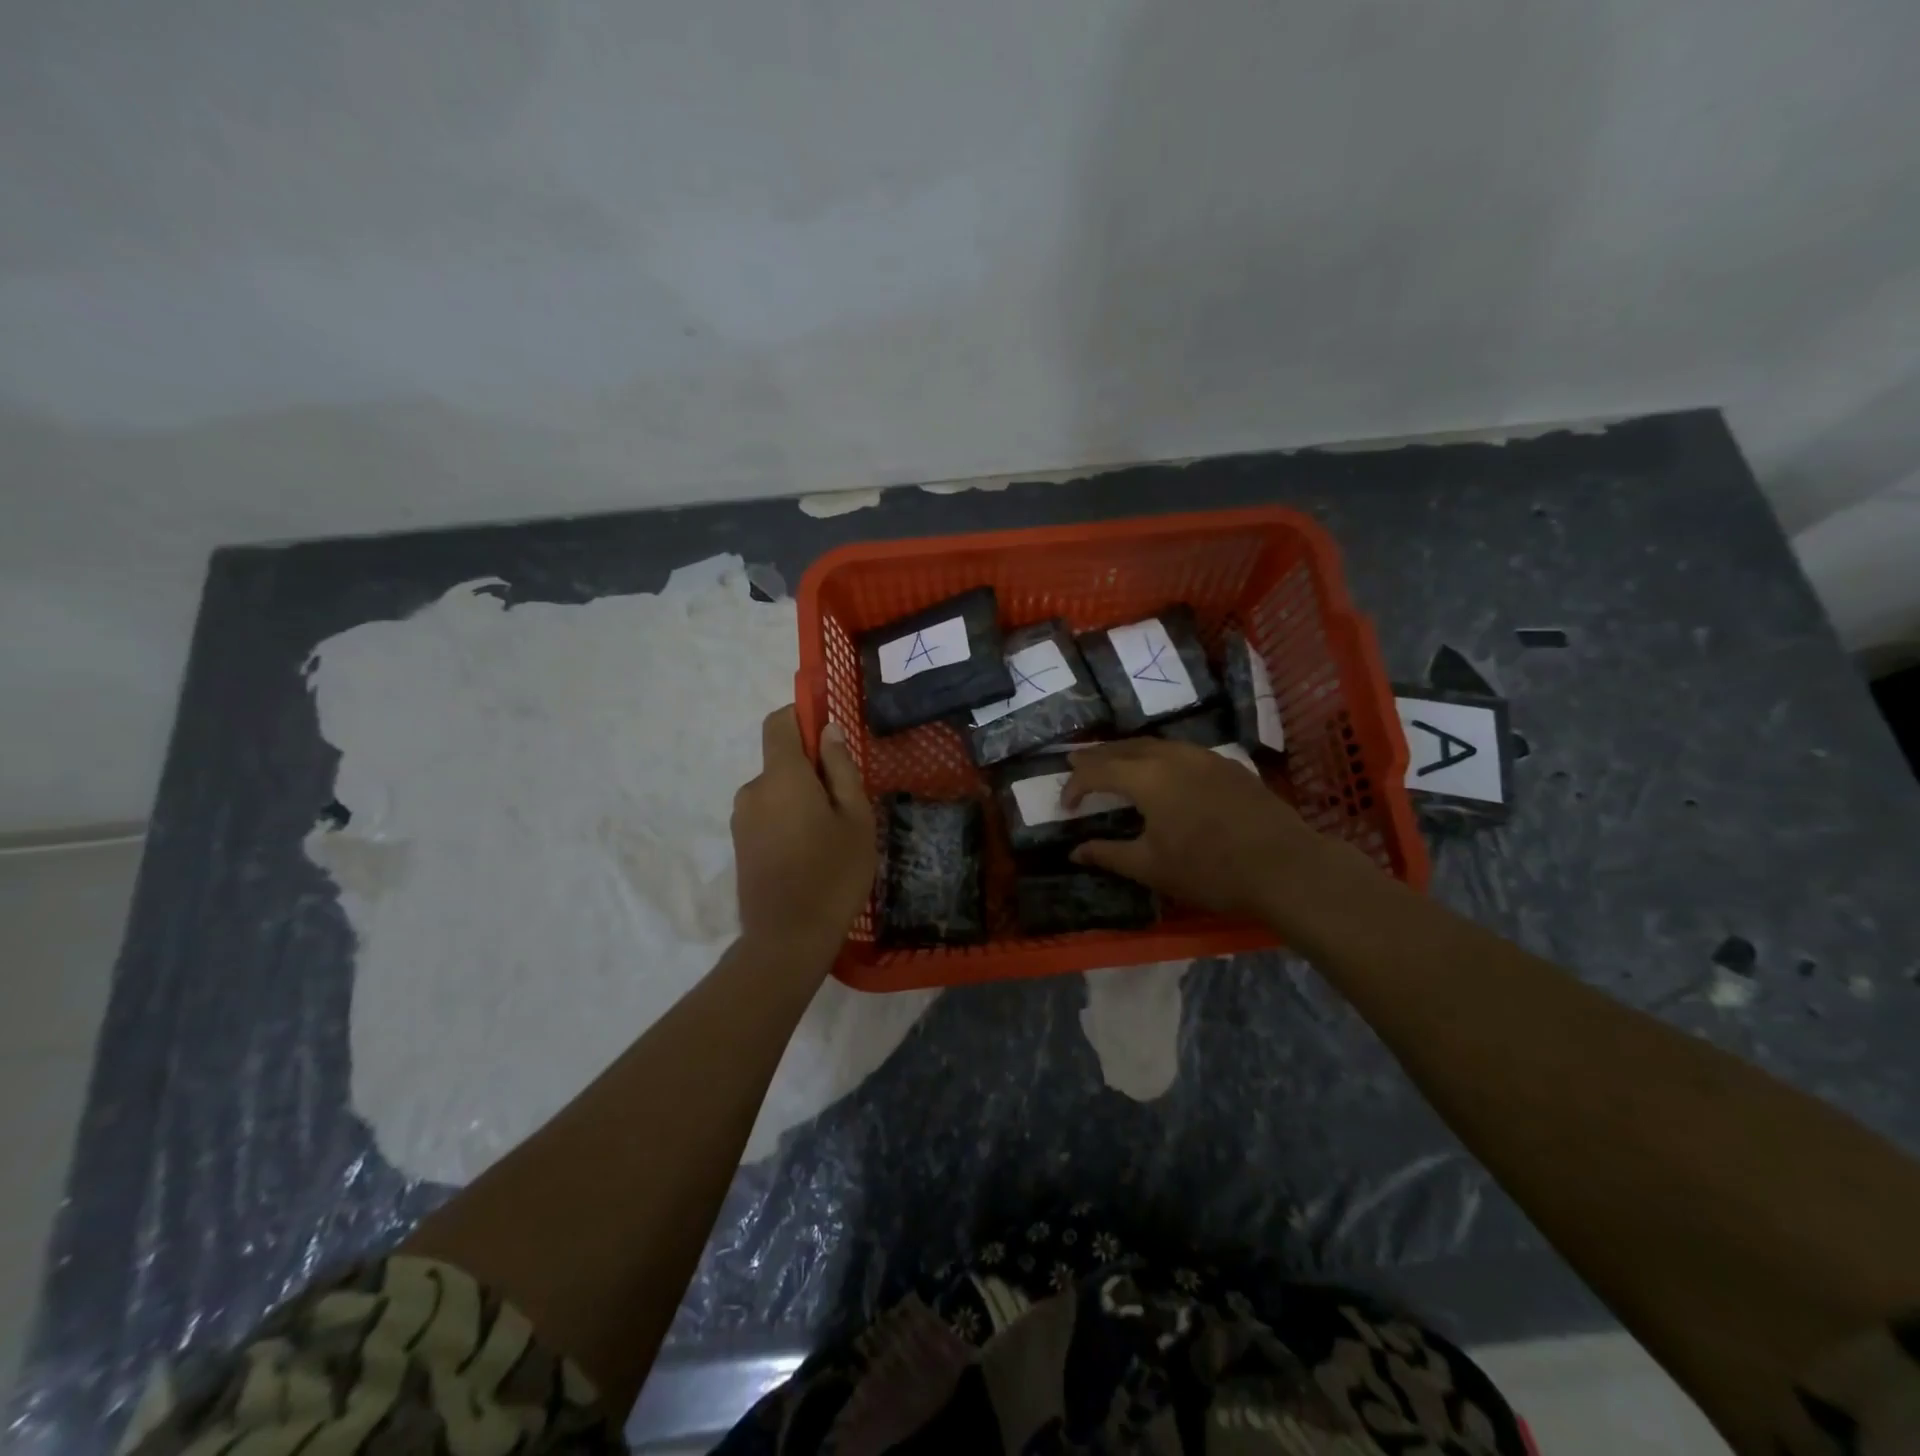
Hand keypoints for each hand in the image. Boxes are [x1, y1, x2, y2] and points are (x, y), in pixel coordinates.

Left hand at [732, 707, 874, 955]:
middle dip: (812, 769)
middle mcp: (753, 790)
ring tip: (831, 834)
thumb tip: (829, 731)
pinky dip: (788, 819)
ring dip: (801, 798)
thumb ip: (841, 769)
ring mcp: (741, 819)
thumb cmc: (833, 874)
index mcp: (782, 776)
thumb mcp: (855, 818)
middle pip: (781, 760)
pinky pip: (767, 814)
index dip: (802, 716)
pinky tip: (811, 852)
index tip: (830, 733)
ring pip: (776, 790)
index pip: (778, 722)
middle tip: (846, 802)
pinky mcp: (739, 844)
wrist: (787, 939)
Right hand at [1062, 738, 1363, 924]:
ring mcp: (1205, 757)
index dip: (1076, 784)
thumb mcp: (1150, 867)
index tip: (1065, 804)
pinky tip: (1163, 769)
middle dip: (1097, 755)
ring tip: (1114, 760)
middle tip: (1075, 758)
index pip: (1098, 770)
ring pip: (1156, 744)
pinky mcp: (1229, 766)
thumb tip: (1074, 851)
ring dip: (1128, 751)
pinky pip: (1183, 751)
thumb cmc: (1209, 870)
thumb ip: (1108, 854)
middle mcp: (1172, 756)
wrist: (1285, 867)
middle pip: (1125, 747)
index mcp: (1147, 778)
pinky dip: (1159, 755)